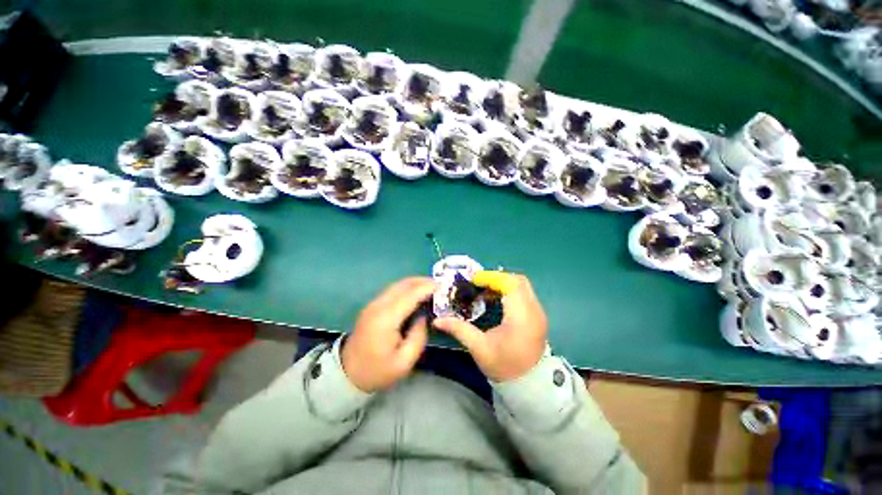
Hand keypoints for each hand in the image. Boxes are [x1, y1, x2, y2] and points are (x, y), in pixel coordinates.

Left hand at [342, 277, 435, 392]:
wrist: (348, 374)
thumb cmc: (377, 371)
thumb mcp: (404, 361)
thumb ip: (419, 335)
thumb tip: (424, 315)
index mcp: (386, 319)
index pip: (410, 295)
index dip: (428, 288)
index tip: (444, 286)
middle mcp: (379, 305)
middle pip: (404, 284)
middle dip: (423, 281)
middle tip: (441, 285)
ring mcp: (374, 303)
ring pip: (398, 284)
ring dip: (416, 283)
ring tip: (432, 288)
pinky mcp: (373, 305)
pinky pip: (393, 289)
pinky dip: (408, 287)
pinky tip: (417, 293)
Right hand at [434, 272, 547, 382]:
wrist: (529, 386)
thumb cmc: (504, 367)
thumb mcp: (479, 348)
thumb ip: (459, 330)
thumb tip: (438, 320)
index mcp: (521, 317)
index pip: (510, 284)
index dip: (491, 277)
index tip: (474, 280)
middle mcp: (534, 311)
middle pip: (518, 280)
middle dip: (497, 278)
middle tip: (478, 284)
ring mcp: (539, 312)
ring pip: (522, 285)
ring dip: (503, 283)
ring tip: (484, 290)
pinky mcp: (538, 315)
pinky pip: (524, 294)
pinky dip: (509, 291)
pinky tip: (495, 299)